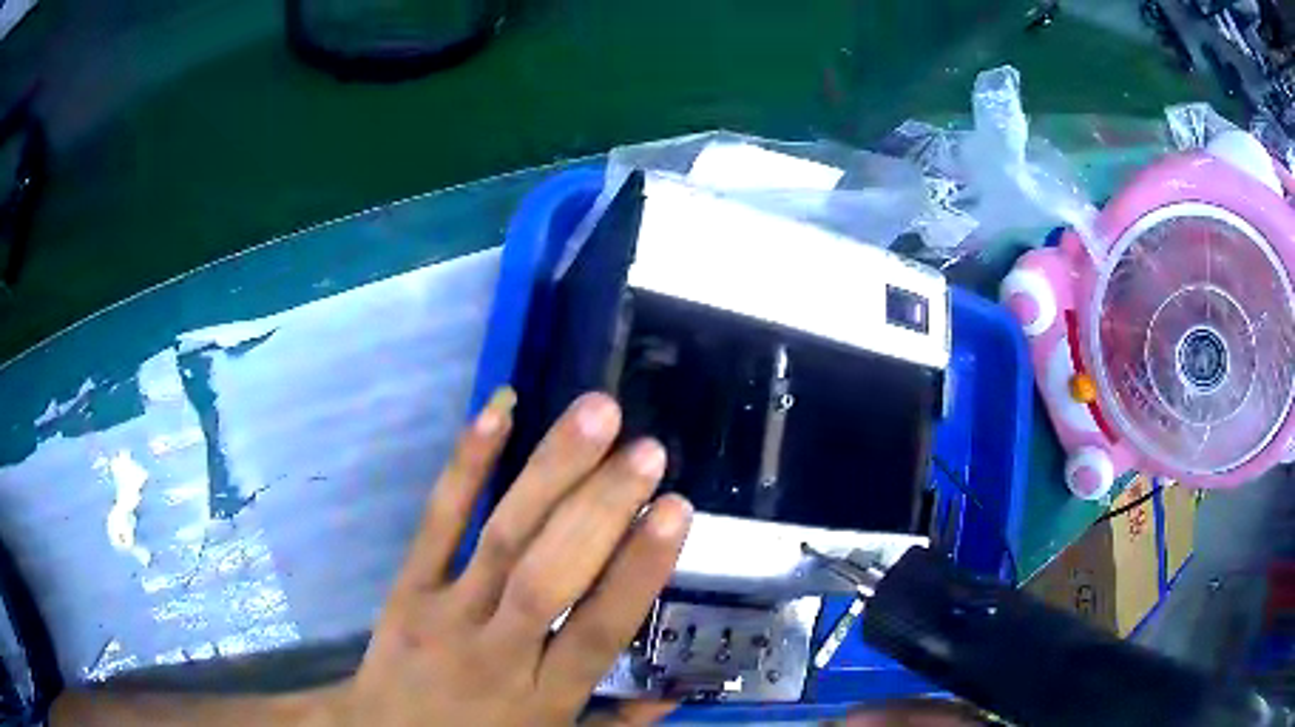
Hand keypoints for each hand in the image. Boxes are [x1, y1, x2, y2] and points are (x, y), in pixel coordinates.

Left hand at [338, 389, 692, 725]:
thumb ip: (615, 724)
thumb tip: (676, 694)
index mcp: (543, 696)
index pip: (597, 628)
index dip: (637, 570)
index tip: (676, 508)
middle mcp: (496, 650)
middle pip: (547, 574)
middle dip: (600, 508)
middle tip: (647, 450)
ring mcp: (444, 610)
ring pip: (500, 537)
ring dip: (549, 471)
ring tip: (597, 414)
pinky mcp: (406, 585)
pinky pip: (436, 522)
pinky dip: (466, 465)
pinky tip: (498, 411)